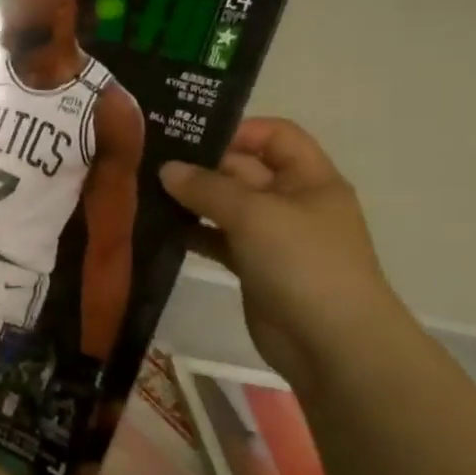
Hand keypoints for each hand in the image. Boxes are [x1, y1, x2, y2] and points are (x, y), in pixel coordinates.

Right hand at [159, 118, 408, 385]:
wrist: (332, 344)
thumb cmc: (303, 263)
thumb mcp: (254, 214)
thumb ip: (206, 187)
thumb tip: (166, 169)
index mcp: (309, 179)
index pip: (275, 135)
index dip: (236, 130)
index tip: (187, 135)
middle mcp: (291, 202)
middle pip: (243, 169)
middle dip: (200, 164)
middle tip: (148, 160)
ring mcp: (272, 237)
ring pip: (225, 206)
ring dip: (190, 199)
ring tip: (143, 191)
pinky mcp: (253, 267)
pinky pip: (217, 239)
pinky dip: (192, 232)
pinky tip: (158, 229)